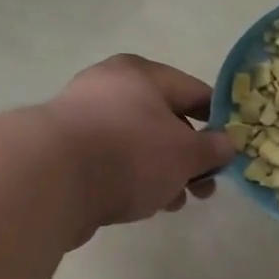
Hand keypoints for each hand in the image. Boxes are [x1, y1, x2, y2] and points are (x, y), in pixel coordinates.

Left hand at [45, 55, 235, 239]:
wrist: (48, 181)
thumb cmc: (130, 154)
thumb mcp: (186, 153)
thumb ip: (212, 149)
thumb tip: (226, 144)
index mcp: (141, 74)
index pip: (194, 91)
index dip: (218, 121)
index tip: (230, 150)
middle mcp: (109, 87)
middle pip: (165, 120)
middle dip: (189, 156)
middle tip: (205, 186)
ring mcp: (82, 119)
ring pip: (138, 144)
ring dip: (163, 173)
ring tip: (175, 202)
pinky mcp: (65, 152)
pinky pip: (113, 162)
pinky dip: (133, 179)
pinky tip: (144, 204)